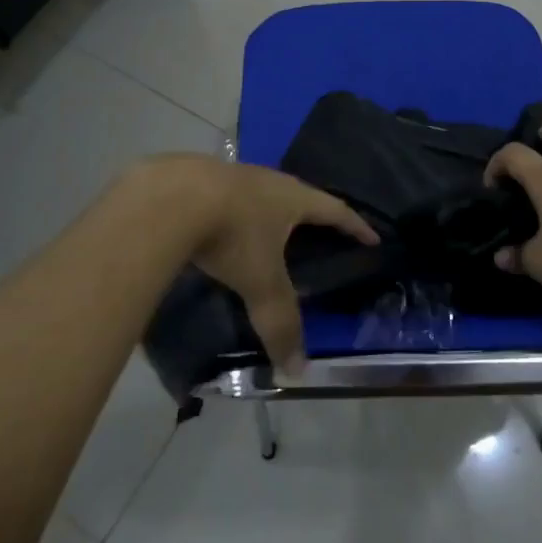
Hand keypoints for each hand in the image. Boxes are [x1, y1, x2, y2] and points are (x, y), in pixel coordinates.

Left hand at [181, 158, 376, 373]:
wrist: (169, 197)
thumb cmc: (231, 235)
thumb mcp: (261, 282)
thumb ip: (280, 322)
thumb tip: (297, 370)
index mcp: (293, 198)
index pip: (336, 210)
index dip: (356, 226)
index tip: (372, 236)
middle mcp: (268, 179)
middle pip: (300, 194)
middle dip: (312, 214)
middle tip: (320, 232)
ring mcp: (233, 172)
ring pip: (261, 191)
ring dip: (270, 209)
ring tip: (270, 228)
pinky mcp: (199, 175)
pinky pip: (228, 194)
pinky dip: (234, 209)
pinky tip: (221, 223)